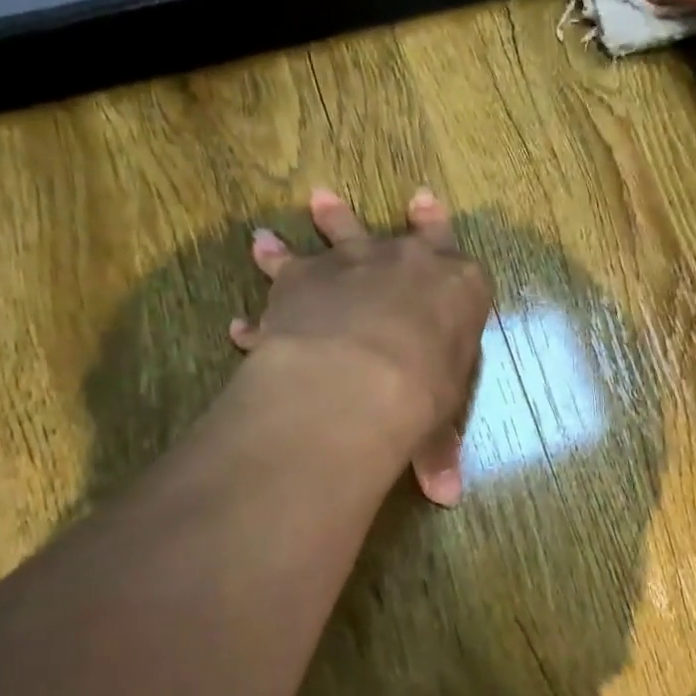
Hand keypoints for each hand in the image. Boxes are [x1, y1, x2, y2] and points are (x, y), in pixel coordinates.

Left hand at [230, 188, 490, 505]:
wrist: (365, 376)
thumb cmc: (426, 391)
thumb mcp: (438, 424)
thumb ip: (438, 451)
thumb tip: (447, 496)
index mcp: (456, 287)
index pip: (452, 249)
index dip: (439, 226)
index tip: (426, 202)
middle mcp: (403, 262)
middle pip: (392, 231)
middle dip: (367, 218)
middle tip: (336, 198)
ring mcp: (349, 264)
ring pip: (332, 234)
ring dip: (315, 226)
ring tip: (282, 224)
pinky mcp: (300, 280)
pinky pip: (280, 276)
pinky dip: (262, 294)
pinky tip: (240, 319)